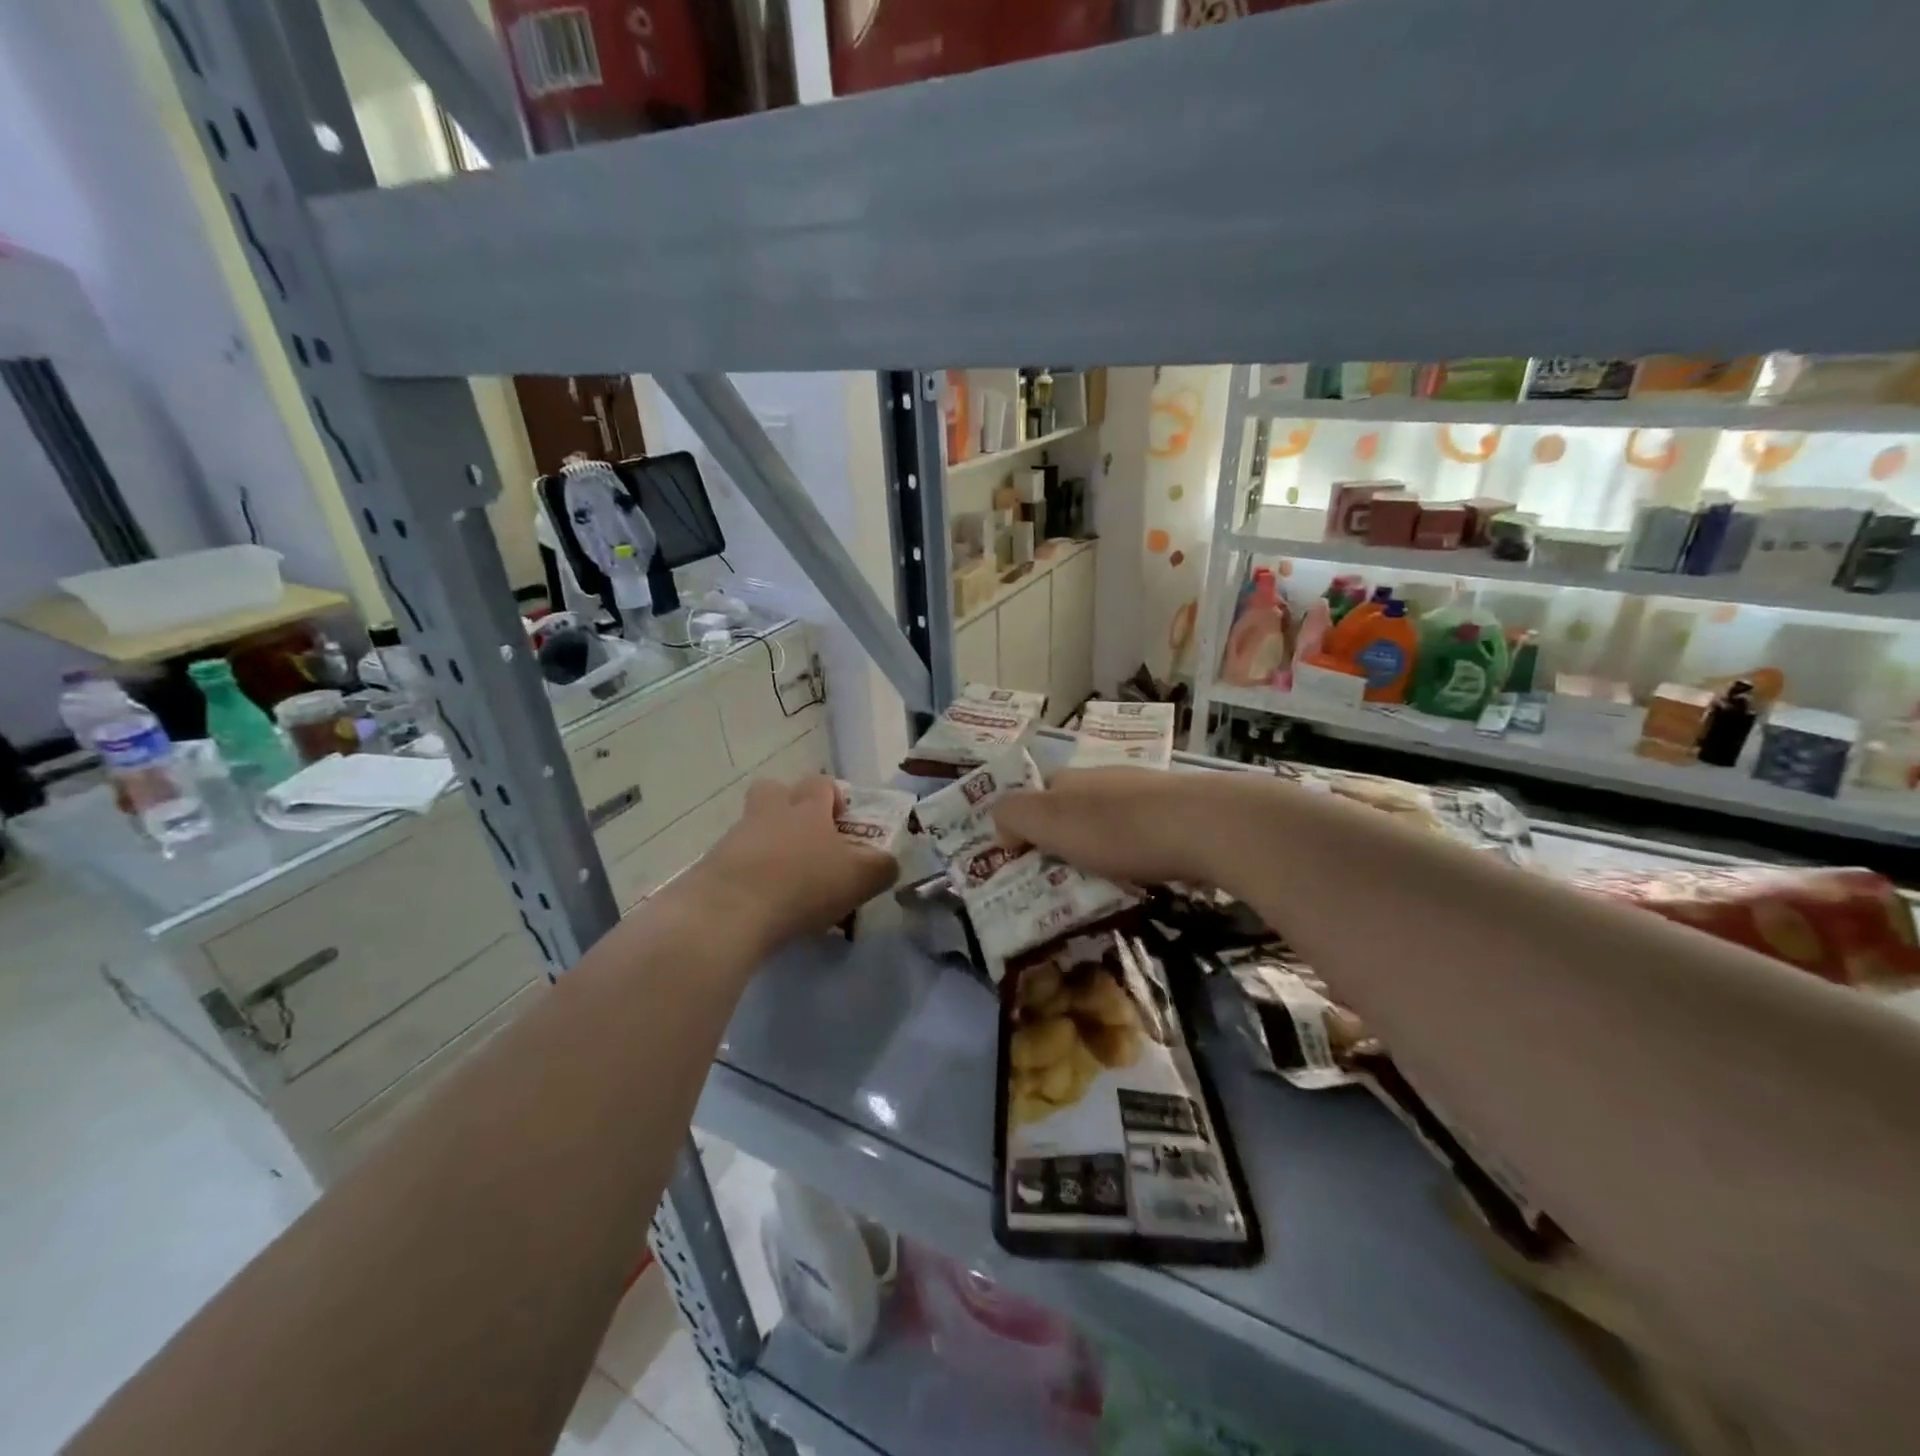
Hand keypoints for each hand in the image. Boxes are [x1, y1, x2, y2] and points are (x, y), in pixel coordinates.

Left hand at [685, 776, 896, 954]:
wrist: (728, 913)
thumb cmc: (802, 886)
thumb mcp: (859, 879)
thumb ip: (881, 868)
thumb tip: (888, 862)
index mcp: (807, 808)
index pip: (821, 783)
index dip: (833, 797)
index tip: (842, 823)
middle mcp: (769, 812)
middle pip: (775, 791)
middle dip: (789, 807)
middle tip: (807, 841)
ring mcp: (736, 837)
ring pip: (754, 826)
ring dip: (768, 844)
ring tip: (785, 882)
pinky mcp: (711, 865)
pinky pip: (735, 859)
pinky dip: (749, 873)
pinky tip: (761, 903)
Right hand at [993, 766, 1224, 887]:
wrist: (1204, 826)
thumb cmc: (1116, 828)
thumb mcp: (1048, 820)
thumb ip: (1013, 816)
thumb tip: (1002, 828)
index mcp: (1069, 779)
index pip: (1034, 796)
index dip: (1024, 826)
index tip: (1024, 864)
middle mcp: (1104, 778)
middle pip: (1071, 808)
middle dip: (1062, 839)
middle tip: (1061, 880)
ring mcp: (1145, 792)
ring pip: (1109, 820)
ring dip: (1100, 848)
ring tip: (1101, 884)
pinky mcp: (1178, 813)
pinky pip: (1143, 834)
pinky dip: (1135, 854)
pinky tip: (1142, 874)